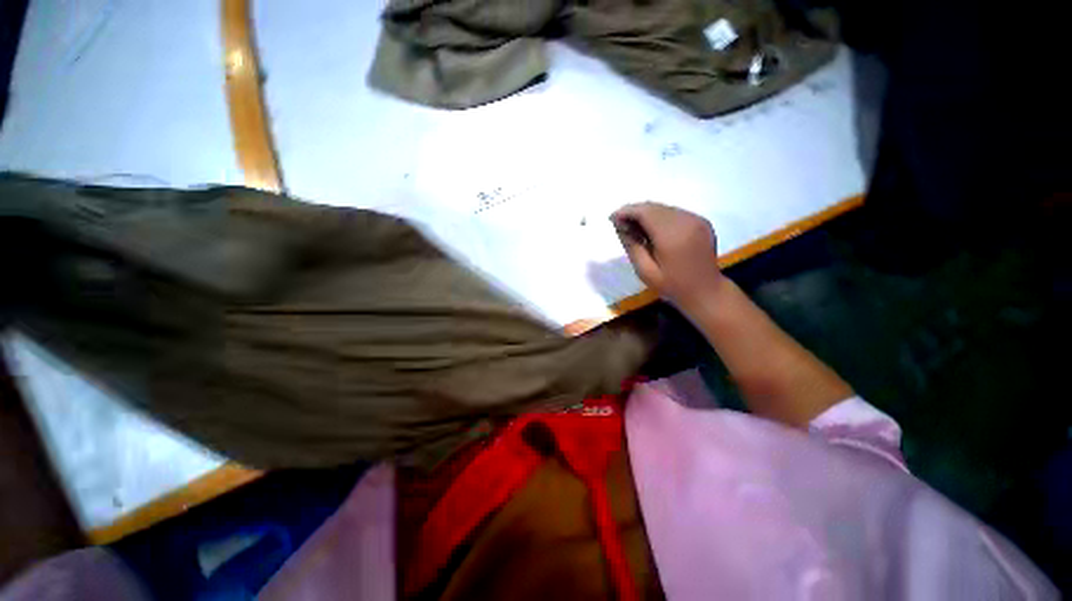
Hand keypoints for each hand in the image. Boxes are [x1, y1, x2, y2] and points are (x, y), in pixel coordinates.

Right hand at [611, 202, 724, 311]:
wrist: (706, 291)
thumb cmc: (672, 285)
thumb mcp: (645, 271)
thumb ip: (631, 246)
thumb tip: (620, 225)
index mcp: (671, 235)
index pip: (645, 212)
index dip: (626, 211)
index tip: (612, 218)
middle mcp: (686, 221)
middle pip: (654, 207)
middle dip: (635, 212)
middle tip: (622, 225)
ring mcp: (696, 219)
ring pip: (664, 208)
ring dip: (647, 214)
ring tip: (636, 229)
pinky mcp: (702, 221)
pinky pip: (675, 213)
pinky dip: (661, 217)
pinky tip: (654, 231)